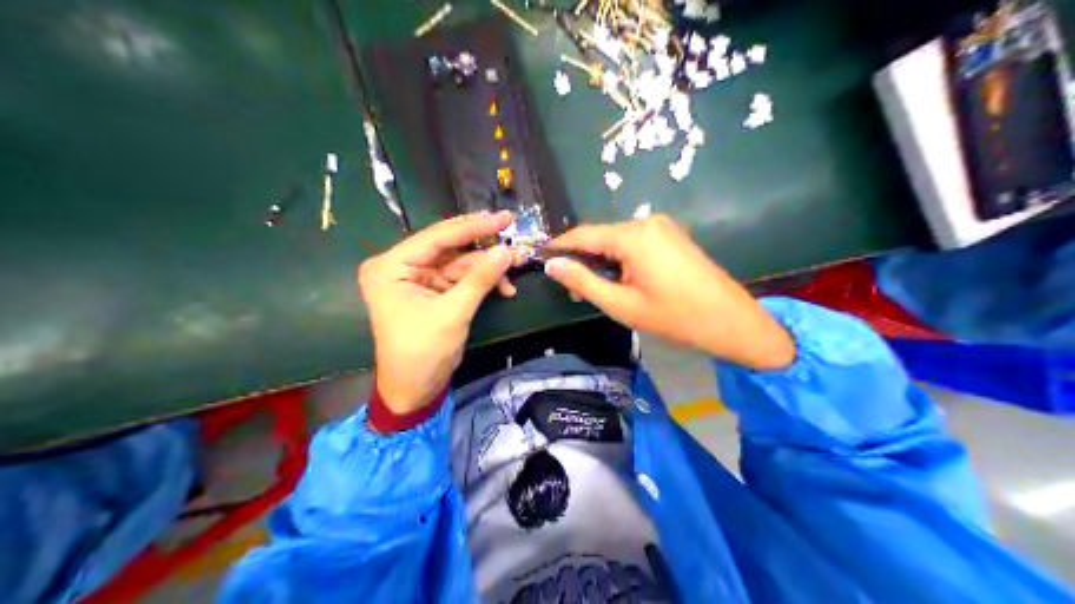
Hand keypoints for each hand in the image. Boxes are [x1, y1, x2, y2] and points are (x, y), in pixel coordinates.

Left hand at [355, 212, 514, 414]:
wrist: (413, 392)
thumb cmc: (422, 354)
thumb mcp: (453, 314)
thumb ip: (480, 279)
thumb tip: (508, 250)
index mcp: (391, 267)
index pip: (436, 237)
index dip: (472, 227)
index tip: (504, 218)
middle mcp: (400, 266)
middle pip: (448, 246)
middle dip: (483, 246)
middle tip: (513, 233)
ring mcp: (416, 278)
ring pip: (459, 261)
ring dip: (488, 266)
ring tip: (518, 264)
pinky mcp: (430, 291)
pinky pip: (460, 278)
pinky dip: (482, 281)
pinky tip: (505, 287)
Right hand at [546, 215, 785, 368]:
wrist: (731, 321)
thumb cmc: (674, 317)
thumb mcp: (622, 304)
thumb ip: (583, 282)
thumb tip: (551, 265)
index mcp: (633, 235)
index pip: (583, 235)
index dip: (559, 247)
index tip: (538, 259)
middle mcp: (647, 222)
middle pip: (602, 237)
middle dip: (583, 261)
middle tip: (573, 293)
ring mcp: (663, 227)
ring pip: (618, 241)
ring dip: (603, 262)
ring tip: (596, 292)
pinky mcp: (673, 237)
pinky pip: (637, 243)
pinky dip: (622, 260)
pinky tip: (621, 282)